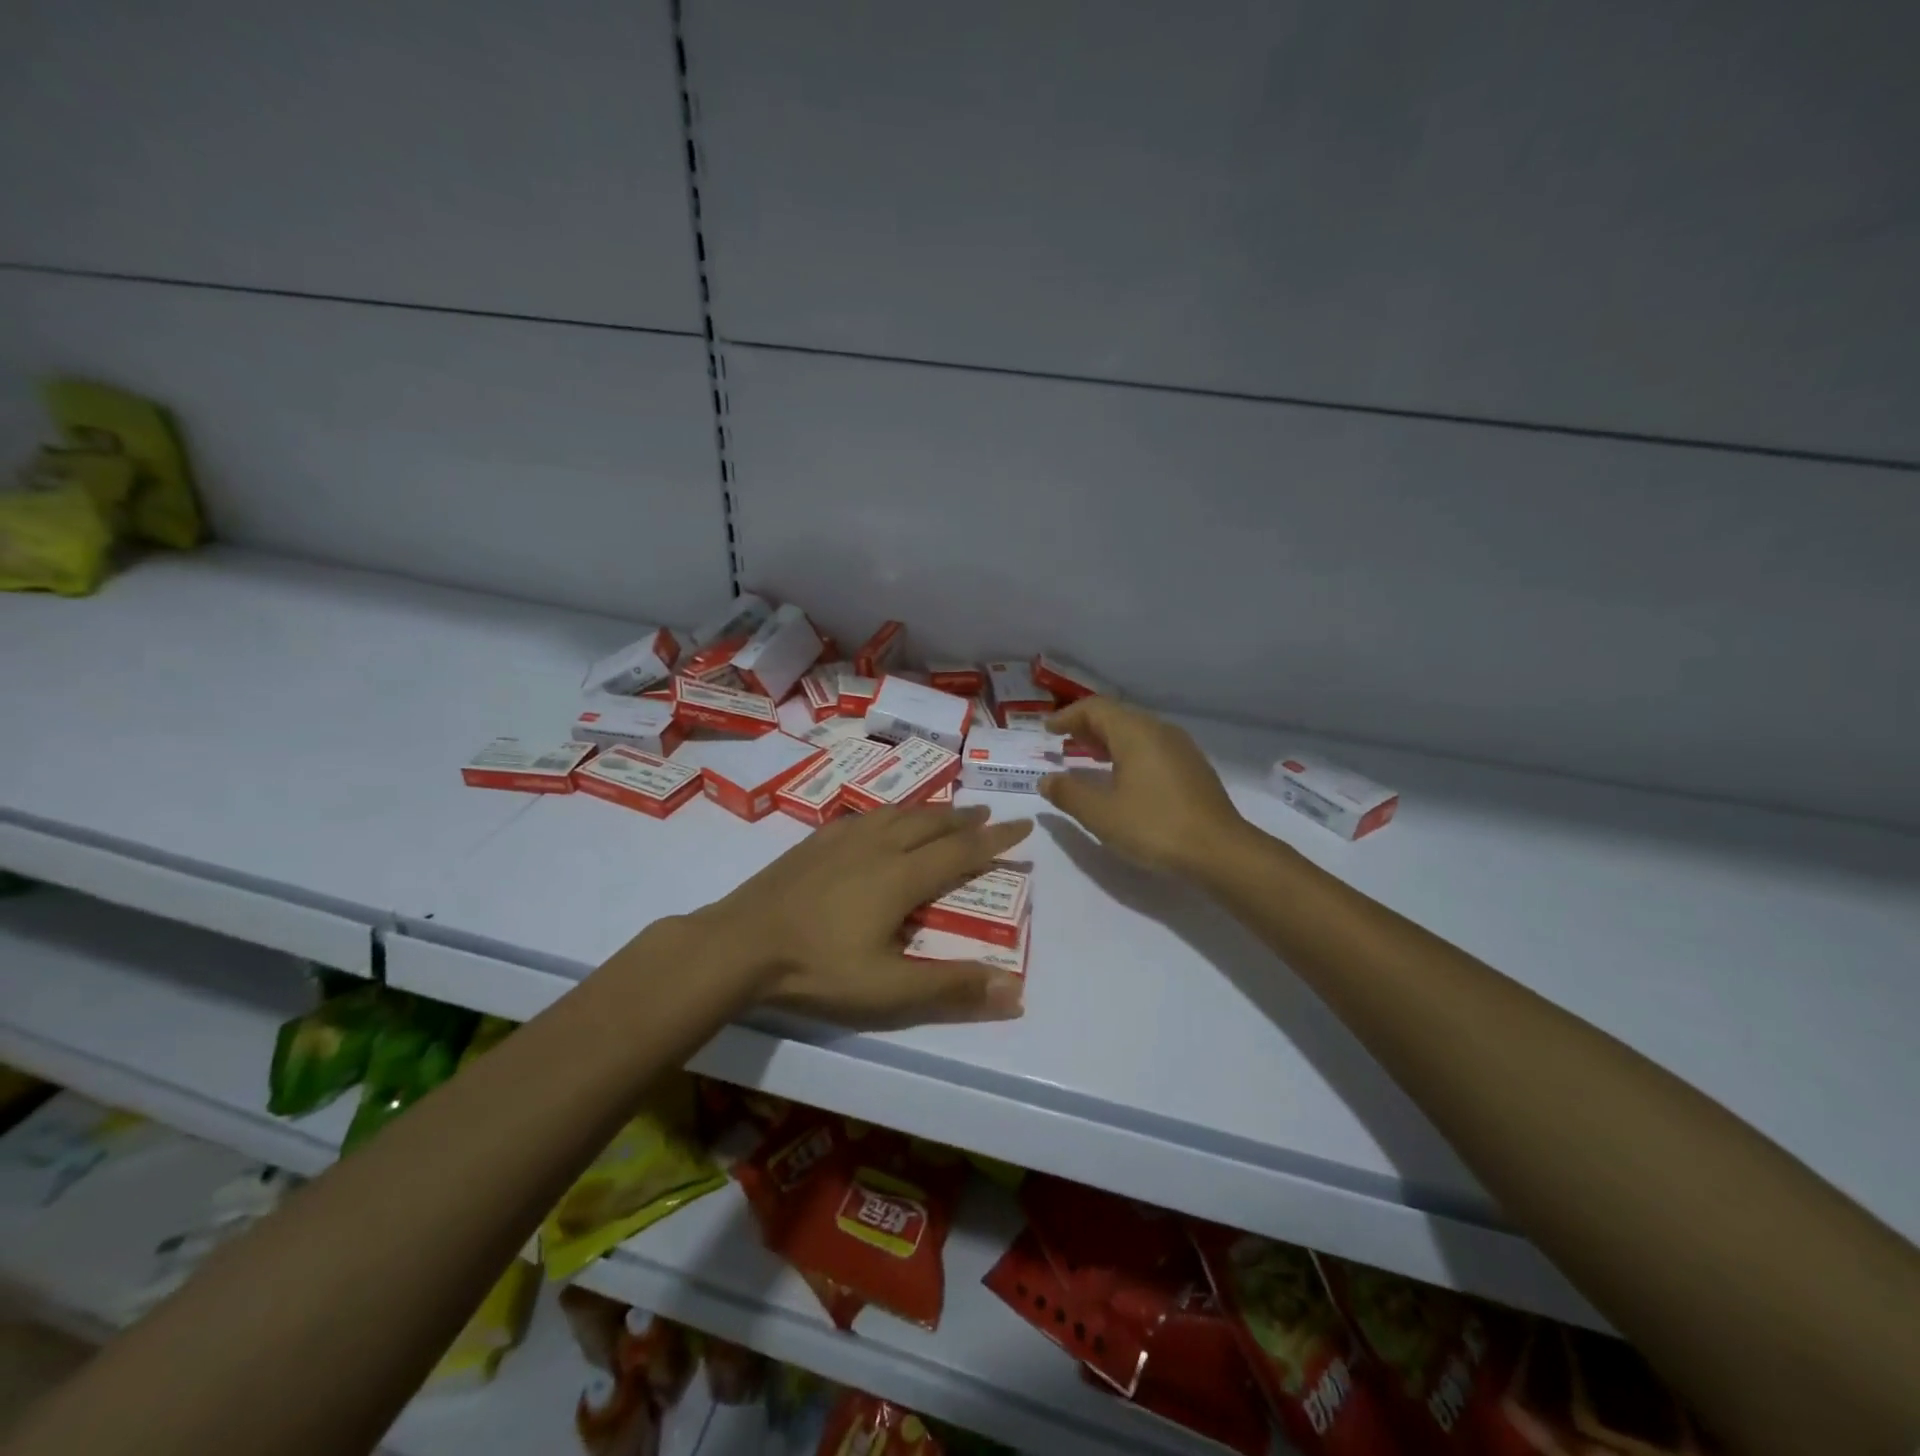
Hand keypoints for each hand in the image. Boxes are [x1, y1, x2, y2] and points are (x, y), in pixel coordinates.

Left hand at [700, 804, 1031, 1029]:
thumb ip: (950, 988)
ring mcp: (843, 839)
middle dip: (964, 818)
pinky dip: (889, 812)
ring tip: (944, 810)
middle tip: (987, 811)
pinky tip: (880, 818)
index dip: (996, 839)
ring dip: (929, 810)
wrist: (740, 943)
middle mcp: (879, 847)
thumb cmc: (817, 968)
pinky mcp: (815, 841)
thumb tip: (1014, 989)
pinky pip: (864, 815)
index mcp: (902, 877)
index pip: (962, 851)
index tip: (1023, 824)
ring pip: (898, 813)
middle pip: (932, 823)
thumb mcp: (888, 990)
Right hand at [1038, 698, 1244, 875]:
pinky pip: (1152, 746)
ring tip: (1087, 756)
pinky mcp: (1192, 767)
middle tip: (1064, 741)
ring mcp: (1180, 748)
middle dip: (1087, 726)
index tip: (1047, 730)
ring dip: (1108, 739)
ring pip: (1136, 731)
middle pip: (1117, 715)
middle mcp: (1159, 731)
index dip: (1068, 716)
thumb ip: (1069, 794)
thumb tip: (1046, 780)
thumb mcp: (1101, 814)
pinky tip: (1122, 776)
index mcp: (1135, 733)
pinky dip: (1128, 752)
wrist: (1221, 851)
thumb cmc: (1155, 827)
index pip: (1095, 708)